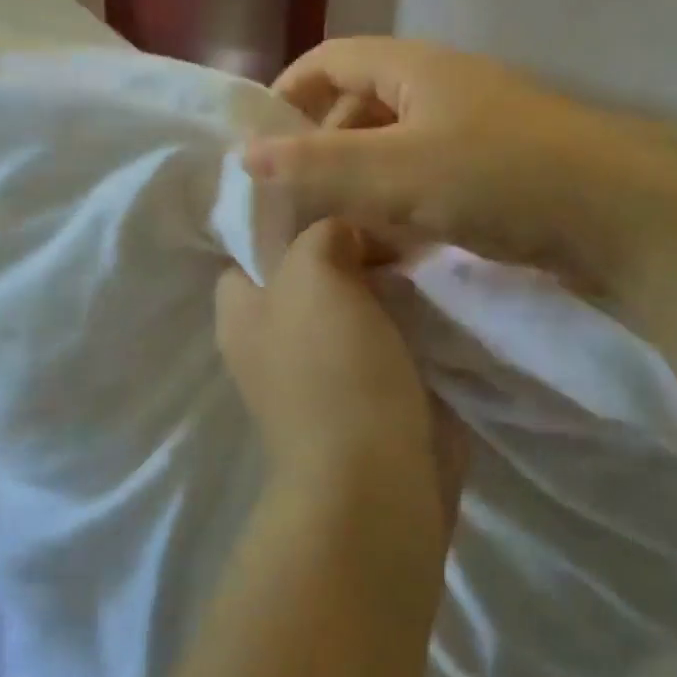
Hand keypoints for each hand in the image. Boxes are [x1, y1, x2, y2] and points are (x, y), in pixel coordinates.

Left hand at [216, 219, 464, 548]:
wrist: (377, 481)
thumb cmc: (330, 368)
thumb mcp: (311, 274)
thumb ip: (319, 234)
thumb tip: (346, 235)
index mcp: (242, 313)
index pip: (250, 250)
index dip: (285, 221)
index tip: (333, 195)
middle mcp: (273, 340)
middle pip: (307, 275)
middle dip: (346, 247)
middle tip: (388, 220)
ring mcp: (321, 371)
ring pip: (351, 306)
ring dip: (383, 283)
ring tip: (420, 248)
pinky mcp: (367, 396)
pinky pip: (385, 338)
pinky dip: (406, 318)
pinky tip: (435, 291)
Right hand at [245, 39, 676, 300]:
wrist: (628, 222)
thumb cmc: (501, 179)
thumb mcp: (395, 172)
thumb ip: (316, 166)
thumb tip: (243, 156)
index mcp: (415, 68)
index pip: (330, 61)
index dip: (288, 95)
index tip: (260, 146)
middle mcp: (441, 89)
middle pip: (358, 107)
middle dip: (321, 152)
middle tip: (294, 204)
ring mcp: (472, 132)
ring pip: (392, 151)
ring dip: (359, 187)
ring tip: (333, 235)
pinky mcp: (495, 174)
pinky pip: (425, 183)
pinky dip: (397, 209)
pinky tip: (388, 250)